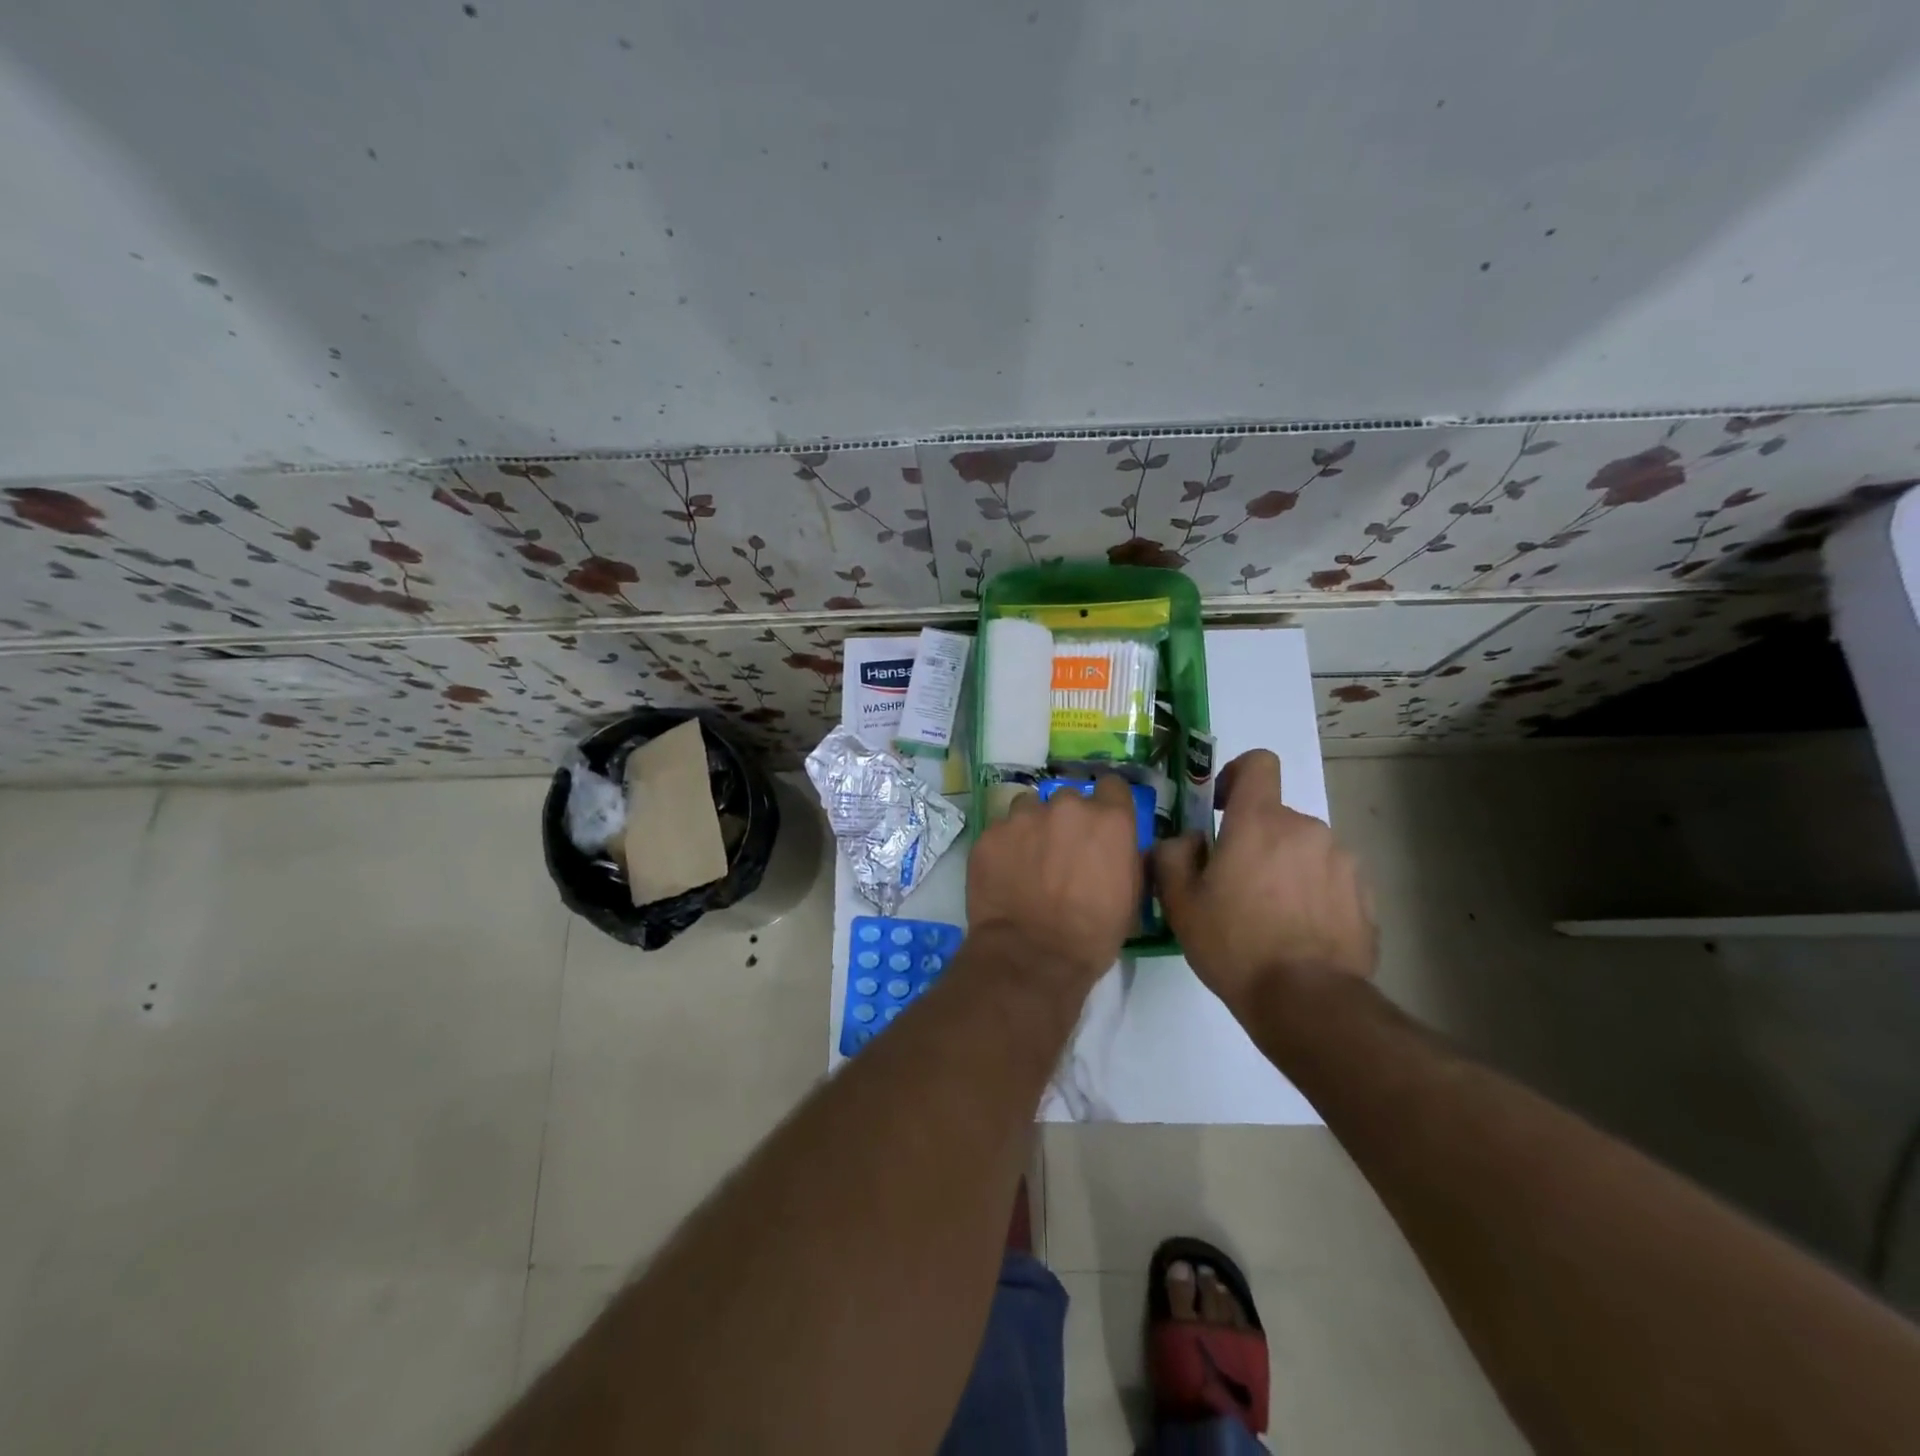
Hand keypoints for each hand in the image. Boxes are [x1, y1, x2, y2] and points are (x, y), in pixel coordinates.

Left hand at [967, 775, 1142, 984]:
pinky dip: (1004, 847)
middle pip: (1068, 798)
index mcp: (1109, 819)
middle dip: (1066, 820)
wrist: (1032, 956)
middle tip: (1061, 852)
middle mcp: (1066, 807)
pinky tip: (1004, 875)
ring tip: (1028, 861)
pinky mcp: (990, 834)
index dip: (1107, 803)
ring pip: (1028, 808)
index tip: (1101, 822)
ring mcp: (1023, 817)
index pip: (1112, 785)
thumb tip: (1120, 847)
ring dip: (1031, 827)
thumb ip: (1126, 857)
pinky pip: (1000, 831)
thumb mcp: (1131, 897)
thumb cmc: (1093, 935)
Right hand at [1153, 750, 1374, 1011]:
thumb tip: (1188, 840)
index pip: (1259, 763)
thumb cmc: (1234, 943)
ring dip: (1285, 867)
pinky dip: (1312, 892)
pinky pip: (1329, 878)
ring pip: (1303, 848)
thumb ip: (1173, 855)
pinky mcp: (1364, 894)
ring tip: (1270, 915)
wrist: (1307, 1001)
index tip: (1223, 807)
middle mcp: (1306, 828)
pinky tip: (1299, 931)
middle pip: (1276, 817)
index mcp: (1260, 821)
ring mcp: (1342, 860)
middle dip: (1255, 839)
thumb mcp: (1180, 902)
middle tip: (1234, 885)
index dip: (1238, 774)